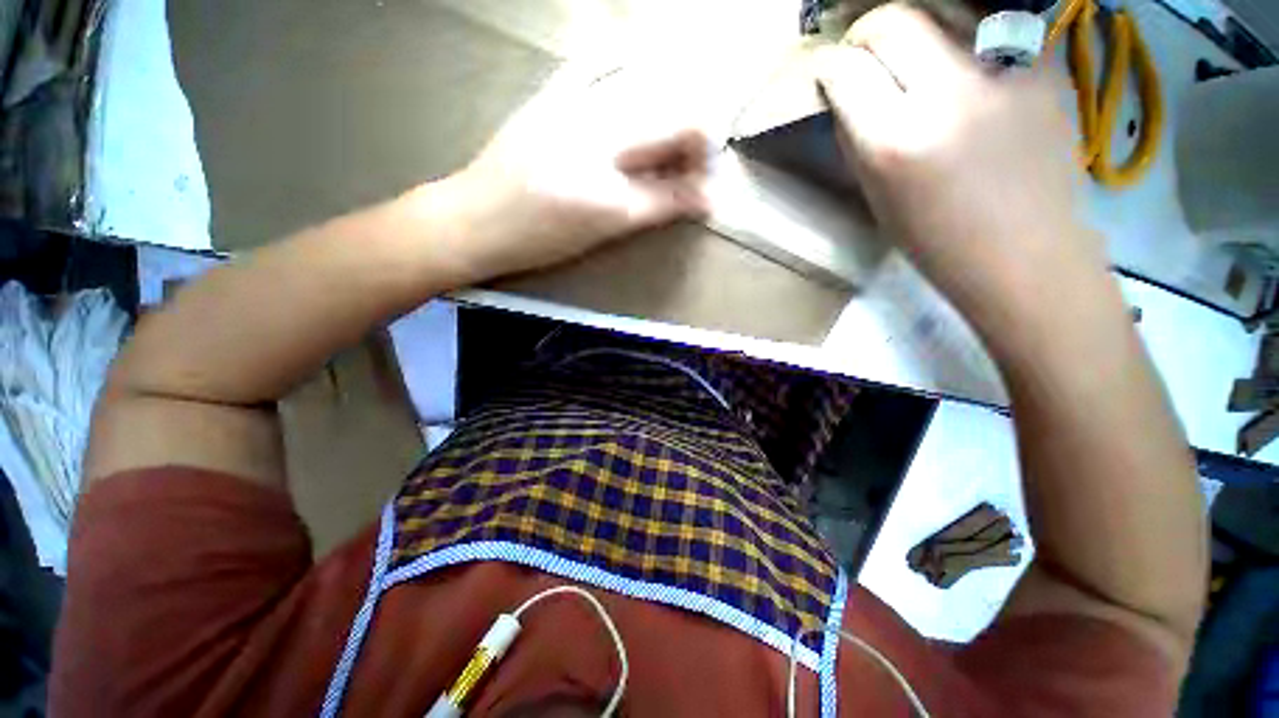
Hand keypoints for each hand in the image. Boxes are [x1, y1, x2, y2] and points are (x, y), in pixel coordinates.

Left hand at [430, 70, 710, 283]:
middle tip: (692, 163)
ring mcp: (572, 106)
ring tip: (667, 137)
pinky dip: (623, 65)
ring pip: (643, 88)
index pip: (679, 157)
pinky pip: (595, 65)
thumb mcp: (604, 232)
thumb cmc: (539, 239)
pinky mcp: (550, 95)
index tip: (708, 183)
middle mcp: (598, 133)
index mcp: (609, 181)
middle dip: (693, 137)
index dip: (705, 166)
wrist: (475, 220)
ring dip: (669, 106)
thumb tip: (705, 198)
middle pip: (669, 115)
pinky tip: (634, 75)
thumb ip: (658, 207)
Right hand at [816, 4, 1108, 331]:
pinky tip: (963, 64)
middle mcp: (948, 95)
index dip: (831, 67)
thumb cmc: (937, 242)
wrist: (1026, 254)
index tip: (830, 74)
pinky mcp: (1045, 65)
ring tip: (913, 54)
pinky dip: (965, 36)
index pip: (847, 72)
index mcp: (895, 142)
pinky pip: (991, 26)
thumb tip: (847, 95)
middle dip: (867, 32)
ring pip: (945, 8)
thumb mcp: (878, 197)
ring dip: (917, 26)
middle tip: (864, 52)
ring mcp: (1005, 72)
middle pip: (894, 21)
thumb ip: (858, 138)